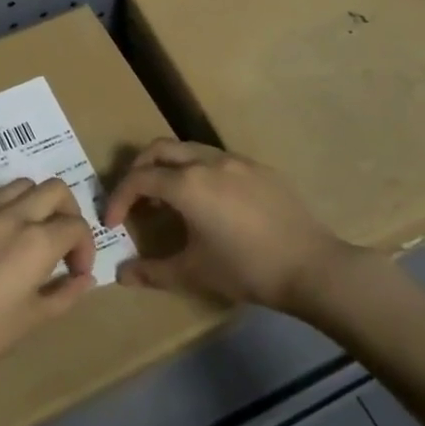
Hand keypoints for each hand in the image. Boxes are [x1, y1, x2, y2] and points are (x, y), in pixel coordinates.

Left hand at [0, 177, 97, 385]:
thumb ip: (67, 292)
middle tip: (62, 240)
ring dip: (35, 203)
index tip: (76, 270)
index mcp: (38, 241)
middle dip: (67, 211)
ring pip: (21, 185)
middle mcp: (13, 215)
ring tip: (30, 232)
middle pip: (55, 189)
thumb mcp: (36, 318)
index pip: (76, 225)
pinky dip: (4, 210)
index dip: (85, 248)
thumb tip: (84, 278)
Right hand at [102, 140, 362, 311]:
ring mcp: (237, 161)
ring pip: (190, 150)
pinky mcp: (260, 169)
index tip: (113, 222)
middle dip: (139, 169)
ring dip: (170, 167)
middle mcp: (208, 162)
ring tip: (169, 199)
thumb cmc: (245, 270)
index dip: (118, 198)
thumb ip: (152, 272)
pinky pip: (218, 160)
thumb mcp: (194, 273)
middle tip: (135, 198)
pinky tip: (209, 202)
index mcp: (187, 184)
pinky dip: (199, 172)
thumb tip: (121, 275)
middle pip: (160, 149)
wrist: (311, 267)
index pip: (139, 179)